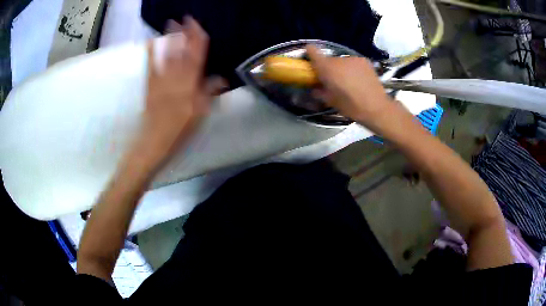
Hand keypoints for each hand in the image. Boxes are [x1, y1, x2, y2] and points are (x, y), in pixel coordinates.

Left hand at [136, 17, 225, 166]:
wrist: (154, 141)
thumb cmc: (179, 131)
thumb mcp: (200, 115)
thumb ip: (209, 94)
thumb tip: (221, 78)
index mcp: (190, 86)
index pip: (196, 57)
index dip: (198, 40)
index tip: (199, 26)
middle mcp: (175, 79)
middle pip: (182, 51)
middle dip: (185, 33)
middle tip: (187, 17)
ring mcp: (160, 80)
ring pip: (167, 54)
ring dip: (170, 37)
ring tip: (172, 22)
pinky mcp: (149, 85)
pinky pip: (150, 65)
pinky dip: (150, 52)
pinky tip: (150, 41)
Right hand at [306, 45, 404, 132]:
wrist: (376, 107)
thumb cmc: (350, 106)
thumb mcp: (330, 101)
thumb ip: (319, 92)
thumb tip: (315, 88)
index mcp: (327, 68)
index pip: (312, 51)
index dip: (309, 53)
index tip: (310, 60)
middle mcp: (338, 60)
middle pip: (329, 60)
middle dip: (328, 68)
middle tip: (333, 81)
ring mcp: (352, 59)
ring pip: (341, 62)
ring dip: (341, 68)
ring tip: (348, 82)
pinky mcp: (364, 61)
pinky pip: (353, 63)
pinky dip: (352, 68)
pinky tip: (358, 79)